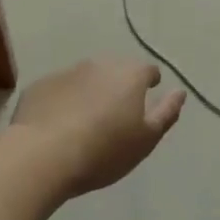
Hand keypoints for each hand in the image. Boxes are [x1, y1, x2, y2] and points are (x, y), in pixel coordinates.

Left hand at [10, 59, 185, 197]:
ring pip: (86, 78)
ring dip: (90, 92)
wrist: (43, 155)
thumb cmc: (104, 150)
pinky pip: (59, 90)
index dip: (149, 83)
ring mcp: (67, 72)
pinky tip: (58, 125)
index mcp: (129, 75)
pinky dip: (63, 101)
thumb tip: (179, 92)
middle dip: (119, 86)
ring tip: (86, 121)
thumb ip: (166, 113)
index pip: (147, 71)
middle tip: (116, 114)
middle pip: (115, 70)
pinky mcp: (40, 86)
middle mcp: (99, 64)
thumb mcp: (146, 139)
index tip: (147, 98)